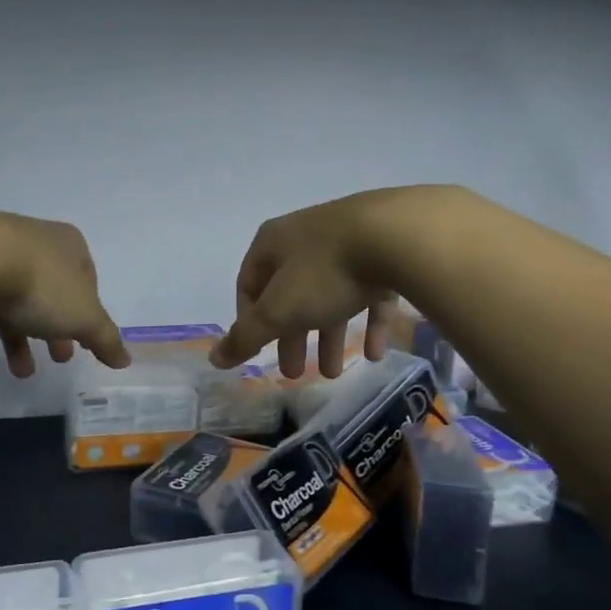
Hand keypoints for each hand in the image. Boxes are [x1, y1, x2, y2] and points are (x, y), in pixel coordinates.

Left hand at [0, 214, 129, 377]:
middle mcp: (32, 242)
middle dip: (53, 330)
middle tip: (58, 359)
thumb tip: (125, 360)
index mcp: (68, 246)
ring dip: (16, 339)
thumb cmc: (41, 285)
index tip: (83, 341)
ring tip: (20, 373)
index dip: (87, 313)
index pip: (86, 280)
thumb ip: (105, 339)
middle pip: (47, 292)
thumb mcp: (83, 317)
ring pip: (9, 302)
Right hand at [209, 188, 449, 377]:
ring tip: (336, 373)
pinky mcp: (384, 253)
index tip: (259, 351)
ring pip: (330, 296)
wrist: (397, 236)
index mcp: (273, 243)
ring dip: (329, 337)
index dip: (249, 320)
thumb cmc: (324, 273)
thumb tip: (214, 358)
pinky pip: (369, 293)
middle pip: (290, 295)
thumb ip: (246, 336)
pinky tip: (374, 353)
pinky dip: (368, 323)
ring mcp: (347, 242)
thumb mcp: (278, 310)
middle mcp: (306, 238)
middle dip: (292, 338)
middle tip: (295, 373)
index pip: (249, 284)